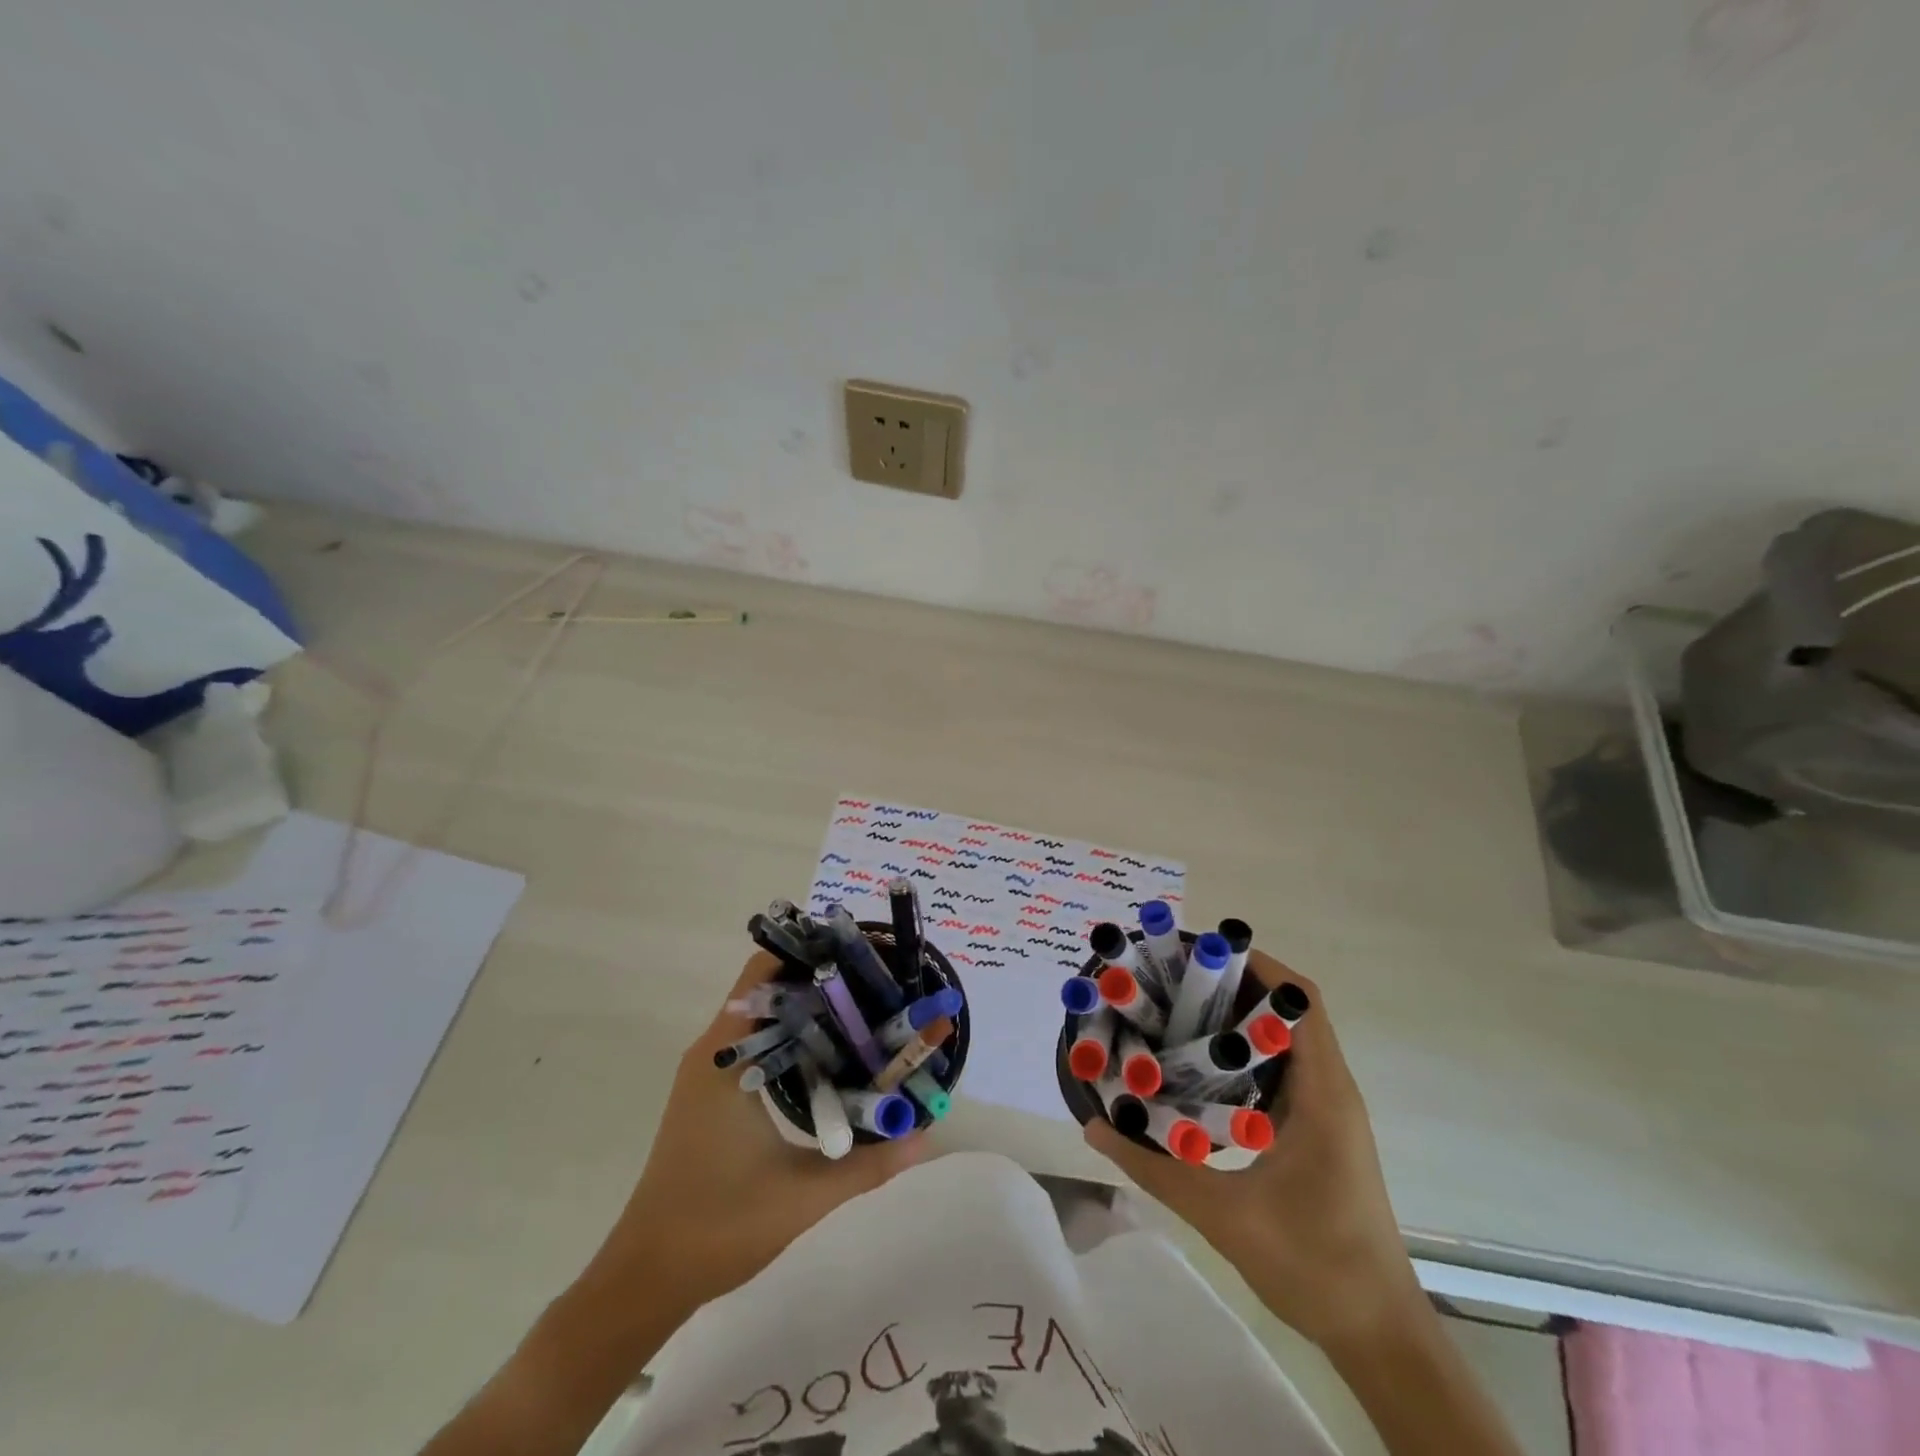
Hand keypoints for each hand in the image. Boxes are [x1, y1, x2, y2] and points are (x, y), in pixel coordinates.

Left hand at [580, 952, 927, 1319]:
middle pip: (767, 989)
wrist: (645, 1279)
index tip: (858, 955)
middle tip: (875, 985)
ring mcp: (708, 1074)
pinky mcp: (710, 1095)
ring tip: (863, 1012)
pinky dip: (791, 1039)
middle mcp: (712, 1052)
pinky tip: (830, 1057)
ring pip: (761, 1018)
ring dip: (806, 1011)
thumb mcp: (802, 1196)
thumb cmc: (717, 1226)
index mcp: (724, 1057)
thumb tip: (925, 1137)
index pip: (762, 974)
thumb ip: (868, 1165)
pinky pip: (755, 1045)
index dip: (808, 954)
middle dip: (819, 981)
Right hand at [1084, 953, 1422, 1352]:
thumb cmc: (1314, 1265)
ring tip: (1178, 1012)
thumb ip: (1155, 1168)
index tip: (1200, 955)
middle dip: (1235, 986)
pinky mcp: (1319, 1131)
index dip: (1257, 965)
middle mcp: (1331, 1090)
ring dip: (1239, 1020)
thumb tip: (1094, 1127)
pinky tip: (1200, 1070)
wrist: (1379, 1334)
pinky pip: (1283, 1072)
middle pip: (1290, 1011)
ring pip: (1286, 1041)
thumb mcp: (1224, 1215)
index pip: (1302, 1000)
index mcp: (1323, 1094)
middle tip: (1173, 980)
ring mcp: (1328, 1111)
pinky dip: (1245, 1056)